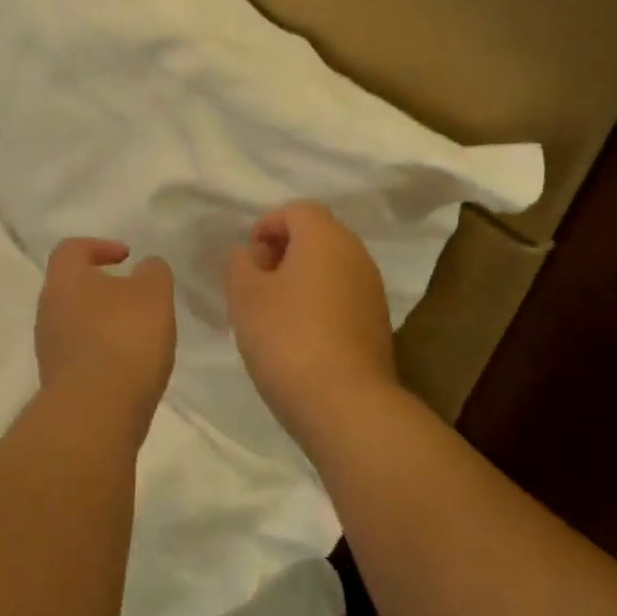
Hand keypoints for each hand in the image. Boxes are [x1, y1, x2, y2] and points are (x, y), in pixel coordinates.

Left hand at [35, 239, 176, 436]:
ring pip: (76, 323)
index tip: (127, 257)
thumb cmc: (124, 338)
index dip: (99, 246)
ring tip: (139, 334)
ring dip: (104, 323)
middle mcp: (48, 310)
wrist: (96, 414)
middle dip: (104, 288)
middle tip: (136, 296)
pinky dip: (103, 353)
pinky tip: (130, 365)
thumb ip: (153, 272)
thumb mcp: (154, 293)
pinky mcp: (58, 383)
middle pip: (72, 288)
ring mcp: (49, 349)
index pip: (71, 249)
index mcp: (64, 280)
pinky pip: (81, 355)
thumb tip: (145, 268)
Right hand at [223, 201, 398, 451]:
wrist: (346, 405)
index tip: (247, 258)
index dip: (267, 226)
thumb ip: (238, 264)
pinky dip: (320, 303)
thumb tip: (247, 254)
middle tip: (255, 282)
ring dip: (301, 279)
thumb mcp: (244, 296)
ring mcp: (372, 290)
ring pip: (331, 267)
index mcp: (325, 237)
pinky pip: (343, 296)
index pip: (297, 210)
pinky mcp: (378, 324)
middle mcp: (356, 254)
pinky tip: (299, 336)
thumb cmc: (288, 338)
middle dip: (283, 251)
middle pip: (317, 236)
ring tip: (273, 313)